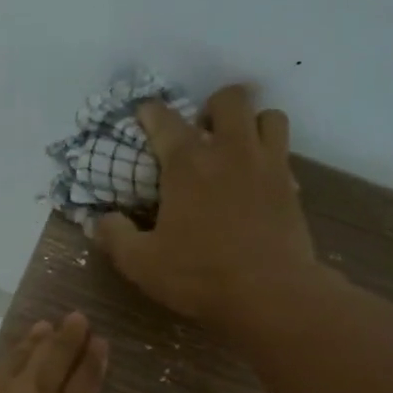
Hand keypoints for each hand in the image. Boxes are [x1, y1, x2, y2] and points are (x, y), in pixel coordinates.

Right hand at [95, 83, 321, 333]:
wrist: (270, 294)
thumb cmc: (200, 276)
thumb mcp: (142, 264)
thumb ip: (116, 237)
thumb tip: (100, 219)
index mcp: (187, 164)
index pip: (165, 119)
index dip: (150, 112)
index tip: (144, 115)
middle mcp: (230, 151)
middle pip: (230, 98)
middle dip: (213, 107)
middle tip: (202, 134)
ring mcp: (267, 165)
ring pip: (268, 116)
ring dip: (251, 123)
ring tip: (237, 148)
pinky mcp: (292, 187)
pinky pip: (285, 153)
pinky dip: (270, 157)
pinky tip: (258, 182)